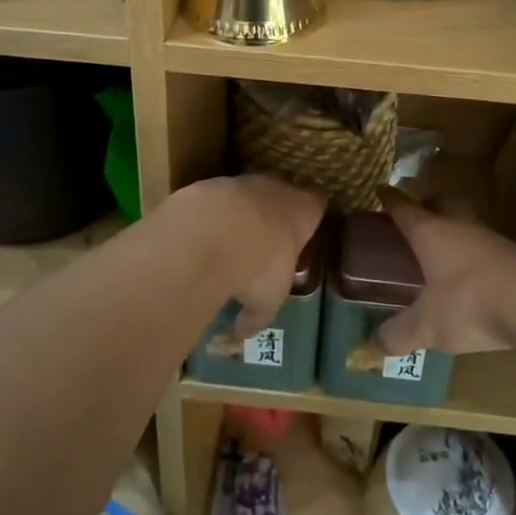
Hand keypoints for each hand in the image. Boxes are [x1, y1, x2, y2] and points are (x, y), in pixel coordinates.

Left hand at [180, 176, 324, 339]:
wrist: (215, 231)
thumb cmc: (261, 265)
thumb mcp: (266, 301)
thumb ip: (257, 314)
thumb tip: (243, 332)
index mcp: (304, 209)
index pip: (316, 202)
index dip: (308, 215)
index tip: (300, 231)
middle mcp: (277, 187)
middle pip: (281, 191)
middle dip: (272, 212)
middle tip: (261, 240)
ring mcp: (243, 181)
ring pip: (246, 193)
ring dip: (238, 213)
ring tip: (224, 242)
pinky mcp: (210, 183)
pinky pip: (214, 199)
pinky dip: (208, 215)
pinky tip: (199, 236)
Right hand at [372, 196, 515, 357]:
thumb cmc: (468, 303)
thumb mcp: (427, 326)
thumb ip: (399, 335)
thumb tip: (374, 346)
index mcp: (431, 233)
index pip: (405, 209)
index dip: (391, 200)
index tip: (381, 189)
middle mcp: (462, 227)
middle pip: (444, 204)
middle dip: (431, 205)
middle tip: (421, 214)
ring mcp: (494, 239)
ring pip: (471, 224)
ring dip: (459, 231)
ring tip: (449, 250)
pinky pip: (493, 248)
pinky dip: (481, 256)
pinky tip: (480, 275)